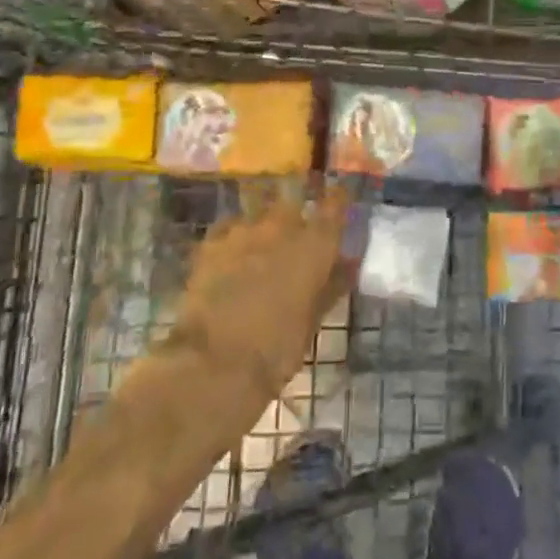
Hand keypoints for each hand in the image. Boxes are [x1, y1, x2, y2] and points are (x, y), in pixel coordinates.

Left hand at [161, 184, 356, 421]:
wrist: (214, 361)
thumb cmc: (277, 347)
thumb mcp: (313, 320)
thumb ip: (331, 285)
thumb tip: (348, 264)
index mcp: (315, 245)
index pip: (334, 207)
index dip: (338, 200)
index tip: (340, 197)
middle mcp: (282, 227)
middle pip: (293, 206)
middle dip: (296, 217)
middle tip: (295, 237)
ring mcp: (243, 231)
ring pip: (259, 216)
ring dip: (264, 228)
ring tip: (261, 249)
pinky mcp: (211, 243)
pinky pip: (230, 229)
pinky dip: (236, 238)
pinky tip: (233, 255)